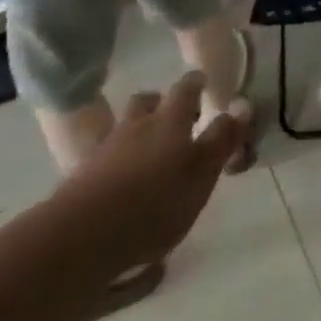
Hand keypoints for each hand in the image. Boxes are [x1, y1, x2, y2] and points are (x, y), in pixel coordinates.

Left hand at [41, 72, 245, 284]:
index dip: (195, 83)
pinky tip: (120, 179)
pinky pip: (102, 157)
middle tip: (175, 117)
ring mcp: (104, 150)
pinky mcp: (79, 177)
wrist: (79, 239)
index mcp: (169, 121)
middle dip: (160, 103)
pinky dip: (114, 160)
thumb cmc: (155, 203)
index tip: (202, 81)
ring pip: (122, 127)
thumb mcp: (202, 174)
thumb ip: (221, 141)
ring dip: (135, 130)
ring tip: (147, 149)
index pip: (185, 90)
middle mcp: (136, 126)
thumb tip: (241, 107)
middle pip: (146, 103)